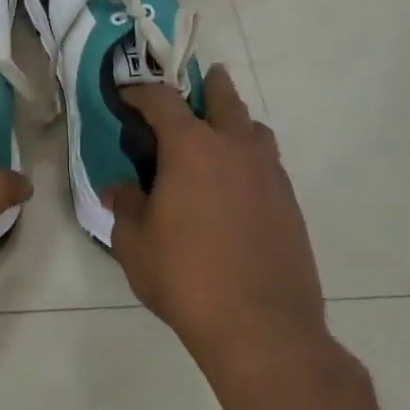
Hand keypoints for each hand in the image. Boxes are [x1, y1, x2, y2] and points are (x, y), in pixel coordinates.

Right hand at [105, 67, 331, 372]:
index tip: (127, 96)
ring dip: (236, 121)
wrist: (261, 327)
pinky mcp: (290, 203)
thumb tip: (120, 189)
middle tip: (199, 81)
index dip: (141, 93)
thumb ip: (125, 207)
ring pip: (254, 129)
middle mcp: (235, 148)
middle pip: (224, 99)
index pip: (162, 101)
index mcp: (192, 148)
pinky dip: (250, 158)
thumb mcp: (135, 244)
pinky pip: (268, 163)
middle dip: (208, 86)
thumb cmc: (186, 278)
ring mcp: (269, 174)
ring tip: (219, 135)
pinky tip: (237, 184)